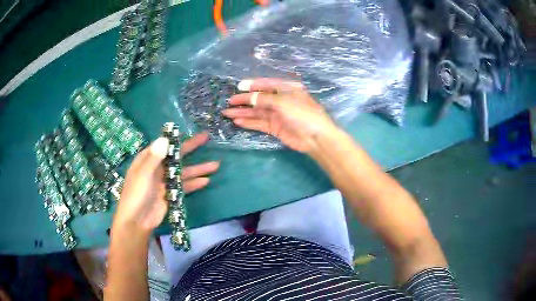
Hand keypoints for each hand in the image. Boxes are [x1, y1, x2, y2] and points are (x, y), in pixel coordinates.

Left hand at [114, 132, 218, 232]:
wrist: (137, 221)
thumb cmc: (136, 195)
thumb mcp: (143, 174)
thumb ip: (154, 157)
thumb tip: (165, 138)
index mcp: (148, 160)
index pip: (164, 145)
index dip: (176, 138)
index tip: (190, 131)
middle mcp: (157, 168)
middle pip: (177, 156)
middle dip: (191, 148)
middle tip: (206, 138)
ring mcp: (165, 182)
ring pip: (184, 172)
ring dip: (198, 169)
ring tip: (216, 165)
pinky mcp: (171, 194)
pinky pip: (184, 186)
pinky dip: (194, 184)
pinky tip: (206, 181)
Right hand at [222, 78, 338, 153]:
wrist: (316, 138)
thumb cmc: (303, 114)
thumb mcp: (284, 102)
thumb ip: (265, 98)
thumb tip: (250, 97)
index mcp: (287, 89)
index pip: (267, 84)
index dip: (252, 85)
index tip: (238, 87)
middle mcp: (281, 100)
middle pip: (259, 98)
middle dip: (244, 100)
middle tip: (229, 102)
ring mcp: (278, 114)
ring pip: (257, 112)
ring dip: (243, 112)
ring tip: (227, 113)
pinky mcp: (275, 127)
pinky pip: (259, 123)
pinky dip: (249, 122)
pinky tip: (237, 121)